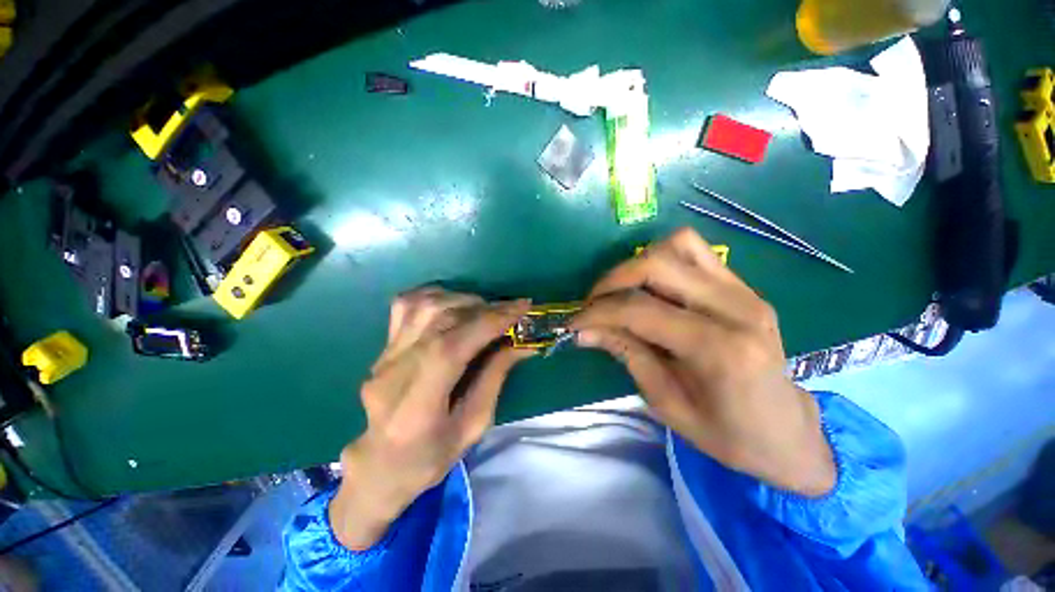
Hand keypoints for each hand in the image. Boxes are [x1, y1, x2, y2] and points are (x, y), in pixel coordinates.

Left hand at [330, 288, 533, 549]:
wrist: (379, 464)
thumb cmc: (431, 457)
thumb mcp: (474, 426)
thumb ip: (495, 378)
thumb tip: (521, 343)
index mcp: (417, 404)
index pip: (453, 347)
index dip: (490, 322)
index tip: (521, 307)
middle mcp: (395, 371)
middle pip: (439, 319)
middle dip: (483, 308)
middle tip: (509, 311)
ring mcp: (384, 356)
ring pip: (423, 305)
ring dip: (462, 300)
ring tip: (485, 309)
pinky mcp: (383, 348)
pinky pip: (406, 305)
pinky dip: (436, 296)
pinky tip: (455, 304)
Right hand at [571, 228, 834, 496]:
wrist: (787, 432)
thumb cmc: (727, 434)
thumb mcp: (666, 403)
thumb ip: (627, 354)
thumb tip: (585, 330)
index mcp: (719, 350)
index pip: (640, 311)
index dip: (597, 312)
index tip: (573, 322)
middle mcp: (736, 308)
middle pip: (656, 266)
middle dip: (612, 281)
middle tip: (593, 304)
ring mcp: (745, 291)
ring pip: (677, 246)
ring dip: (637, 264)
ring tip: (620, 292)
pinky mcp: (744, 286)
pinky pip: (695, 251)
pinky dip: (663, 259)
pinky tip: (651, 285)